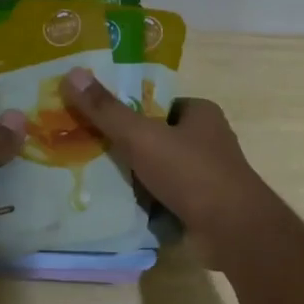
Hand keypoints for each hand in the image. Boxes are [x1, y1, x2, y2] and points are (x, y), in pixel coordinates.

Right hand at [61, 68, 279, 266]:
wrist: (231, 230)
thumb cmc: (191, 173)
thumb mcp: (142, 136)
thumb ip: (107, 110)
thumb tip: (71, 73)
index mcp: (202, 114)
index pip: (160, 104)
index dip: (130, 111)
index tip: (97, 120)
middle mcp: (208, 141)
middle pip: (157, 139)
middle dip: (128, 148)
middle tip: (88, 152)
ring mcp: (207, 177)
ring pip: (160, 171)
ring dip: (135, 179)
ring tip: (94, 181)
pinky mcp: (203, 207)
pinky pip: (166, 199)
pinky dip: (146, 204)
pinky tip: (118, 208)